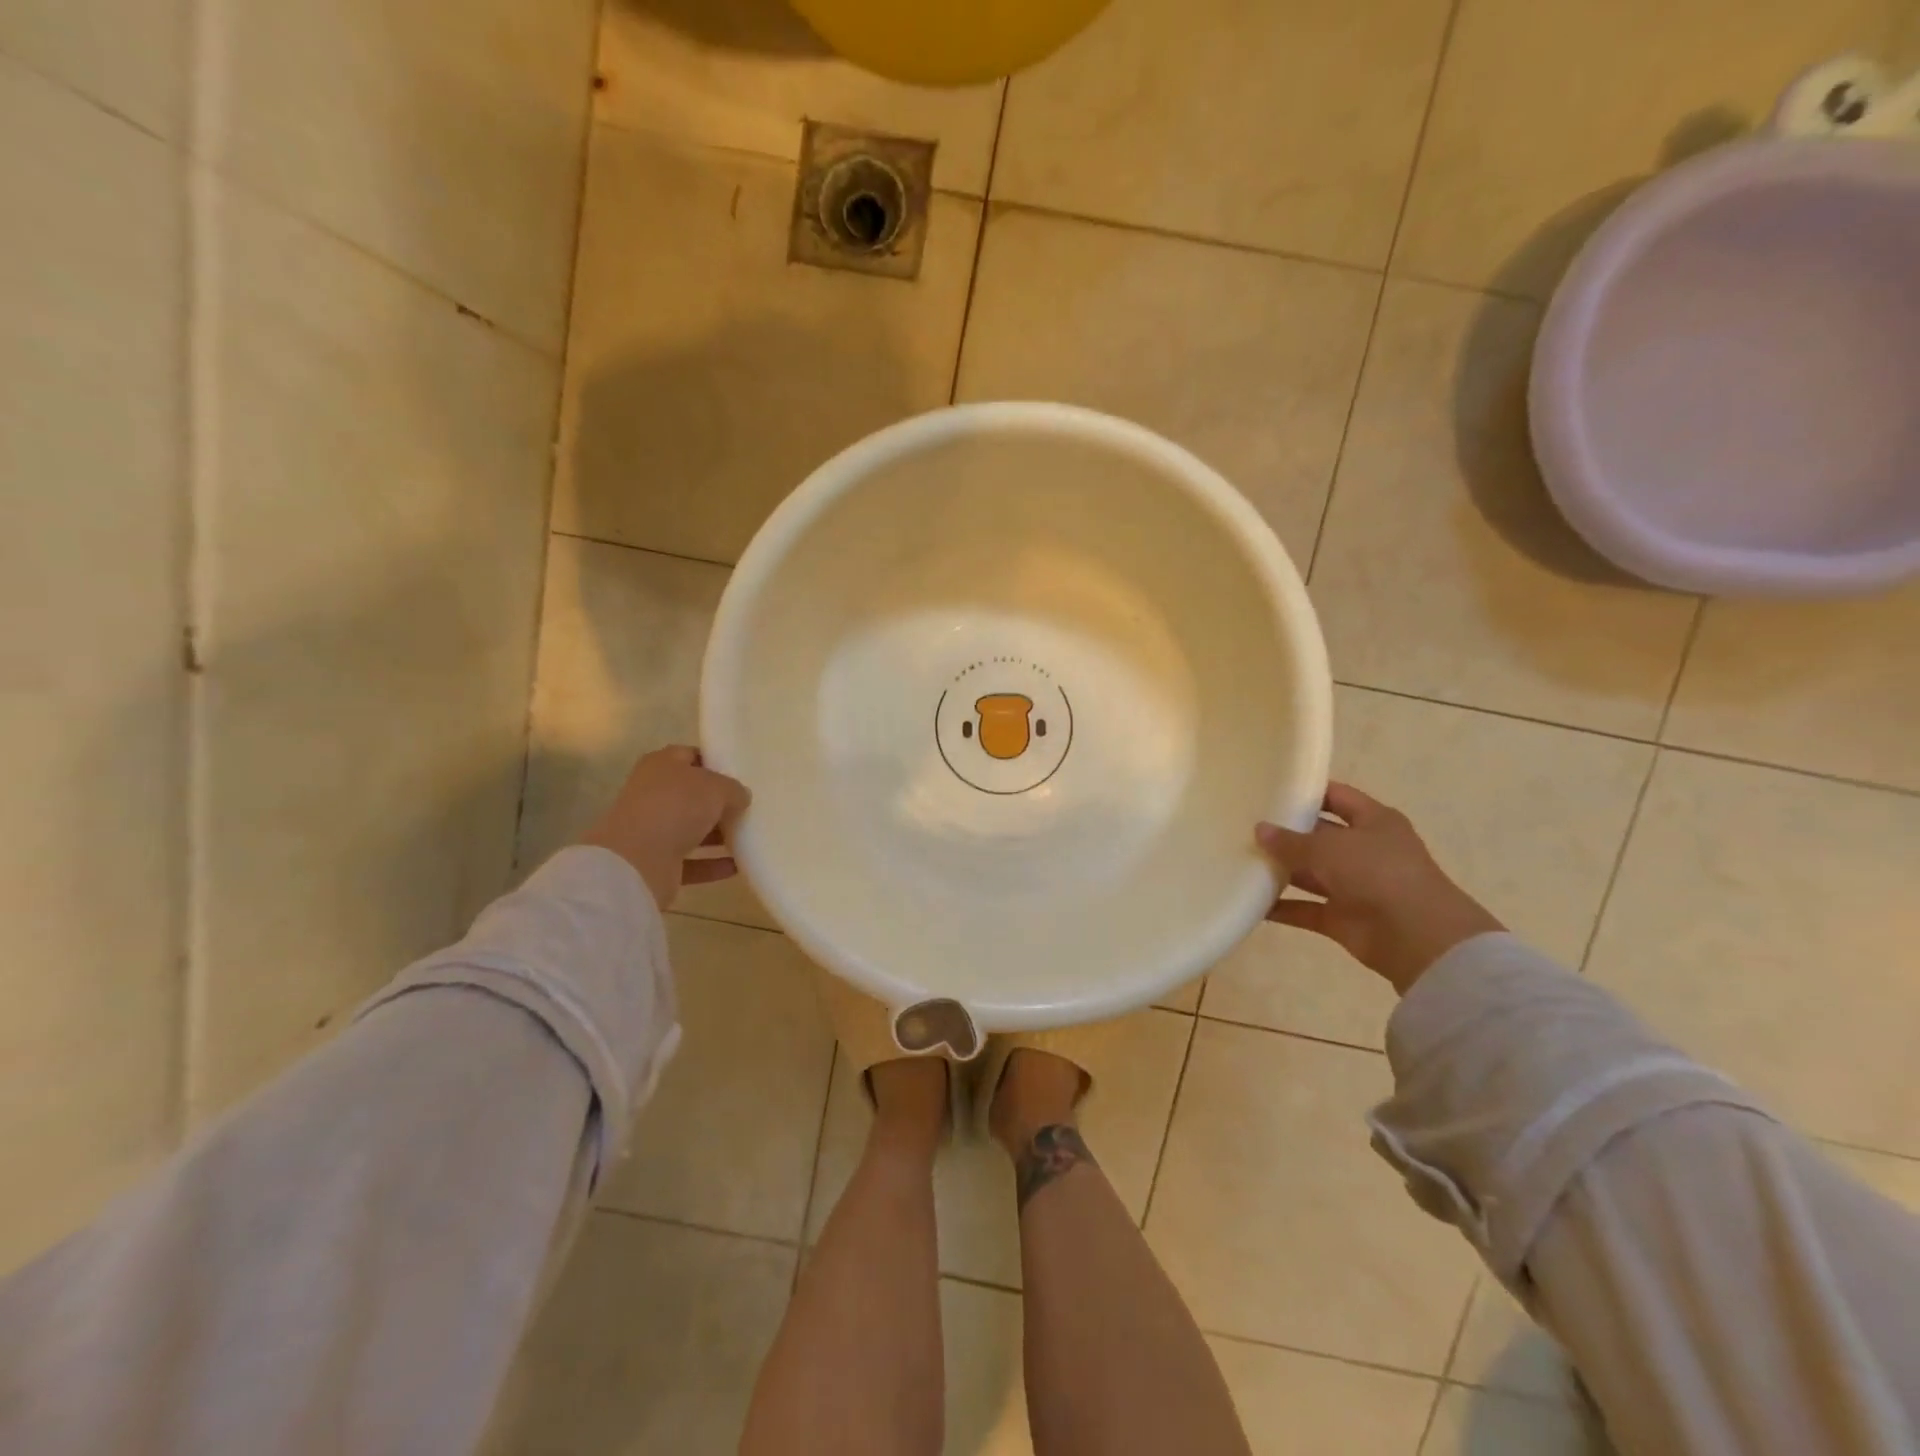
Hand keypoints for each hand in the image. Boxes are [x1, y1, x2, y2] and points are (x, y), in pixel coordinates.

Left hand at [579, 746, 750, 911]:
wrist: (637, 860)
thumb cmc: (677, 807)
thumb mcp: (717, 787)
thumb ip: (734, 789)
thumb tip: (741, 798)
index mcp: (661, 765)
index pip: (690, 756)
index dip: (714, 763)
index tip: (740, 774)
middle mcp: (652, 794)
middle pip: (691, 795)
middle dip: (718, 803)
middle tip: (748, 807)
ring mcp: (652, 829)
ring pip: (691, 829)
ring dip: (718, 836)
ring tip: (749, 837)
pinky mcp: (656, 862)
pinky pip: (691, 861)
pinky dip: (712, 864)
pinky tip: (738, 866)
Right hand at [1255, 783, 1502, 995]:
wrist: (1419, 938)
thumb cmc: (1378, 873)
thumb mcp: (1329, 847)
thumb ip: (1291, 840)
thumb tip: (1260, 830)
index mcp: (1374, 821)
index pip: (1336, 797)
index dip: (1306, 792)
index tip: (1269, 789)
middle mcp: (1364, 850)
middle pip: (1319, 836)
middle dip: (1285, 834)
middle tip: (1243, 826)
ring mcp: (1354, 886)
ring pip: (1310, 873)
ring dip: (1281, 870)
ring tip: (1240, 861)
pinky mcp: (1343, 918)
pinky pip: (1306, 909)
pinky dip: (1282, 908)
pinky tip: (1251, 901)